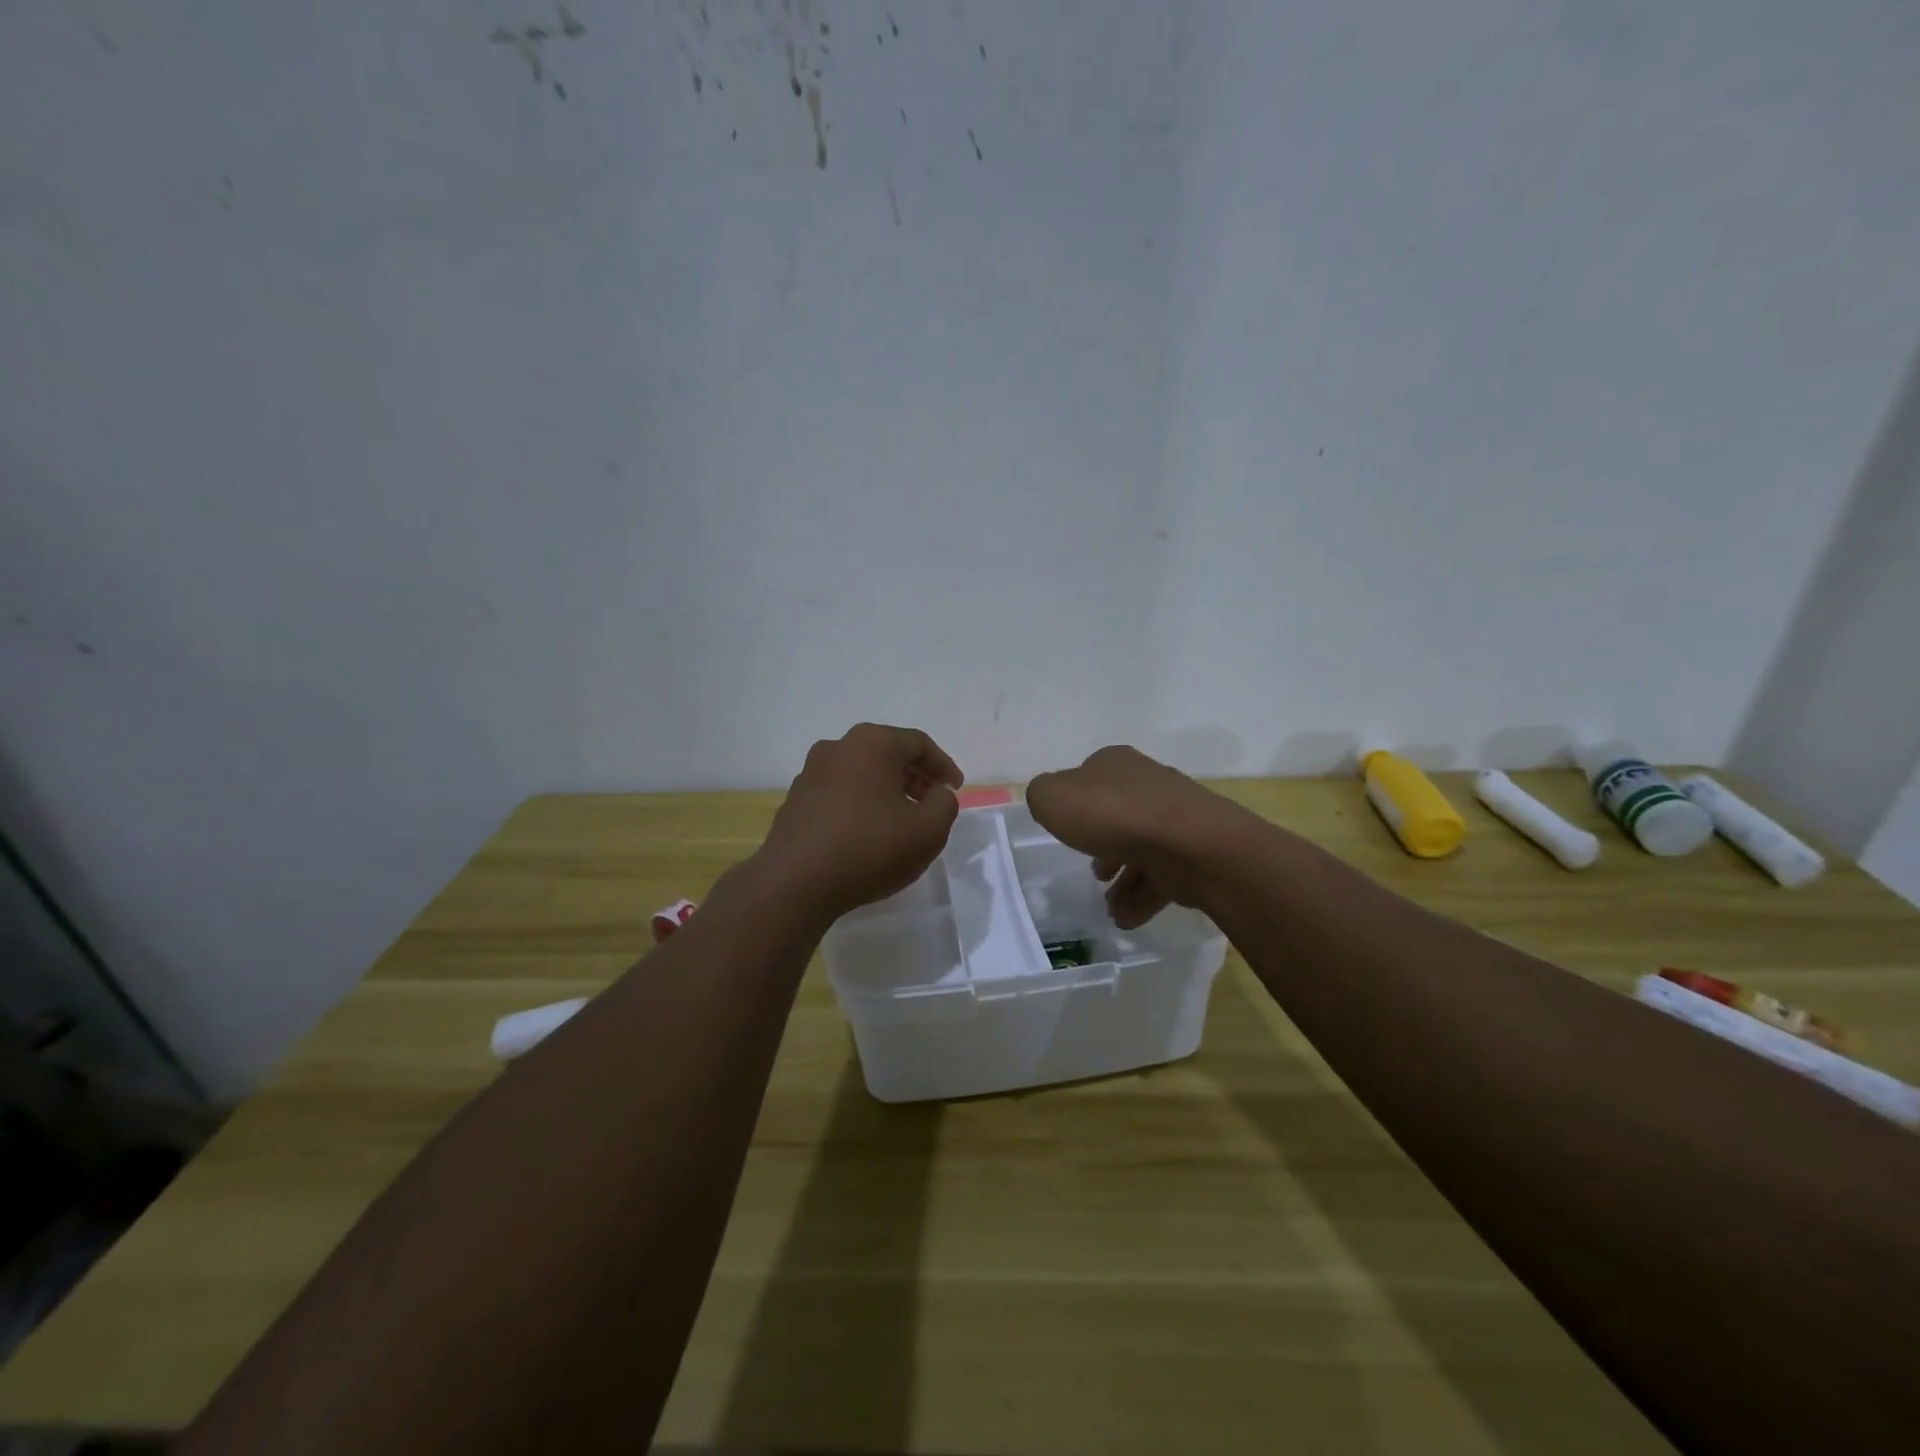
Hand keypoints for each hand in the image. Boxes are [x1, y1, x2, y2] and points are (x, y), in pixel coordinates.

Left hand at [753, 724, 963, 923]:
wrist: (795, 883)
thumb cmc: (869, 848)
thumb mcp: (928, 830)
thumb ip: (945, 804)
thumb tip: (938, 793)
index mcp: (872, 743)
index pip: (918, 744)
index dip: (943, 766)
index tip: (955, 790)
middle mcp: (838, 747)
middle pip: (887, 754)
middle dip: (915, 776)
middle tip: (932, 802)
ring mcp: (811, 773)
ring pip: (861, 773)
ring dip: (887, 790)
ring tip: (903, 820)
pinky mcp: (796, 801)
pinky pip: (839, 793)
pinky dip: (861, 804)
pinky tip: (869, 834)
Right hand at [1026, 746, 1258, 928]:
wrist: (1189, 844)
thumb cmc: (1112, 815)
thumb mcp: (1052, 798)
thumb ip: (1042, 796)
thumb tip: (1051, 802)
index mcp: (1115, 764)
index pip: (1088, 778)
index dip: (1074, 804)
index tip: (1066, 831)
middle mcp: (1147, 784)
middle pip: (1117, 815)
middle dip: (1102, 844)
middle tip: (1093, 872)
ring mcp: (1175, 819)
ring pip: (1141, 848)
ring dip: (1122, 877)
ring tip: (1107, 905)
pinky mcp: (1194, 852)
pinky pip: (1162, 876)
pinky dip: (1142, 898)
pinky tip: (1125, 919)